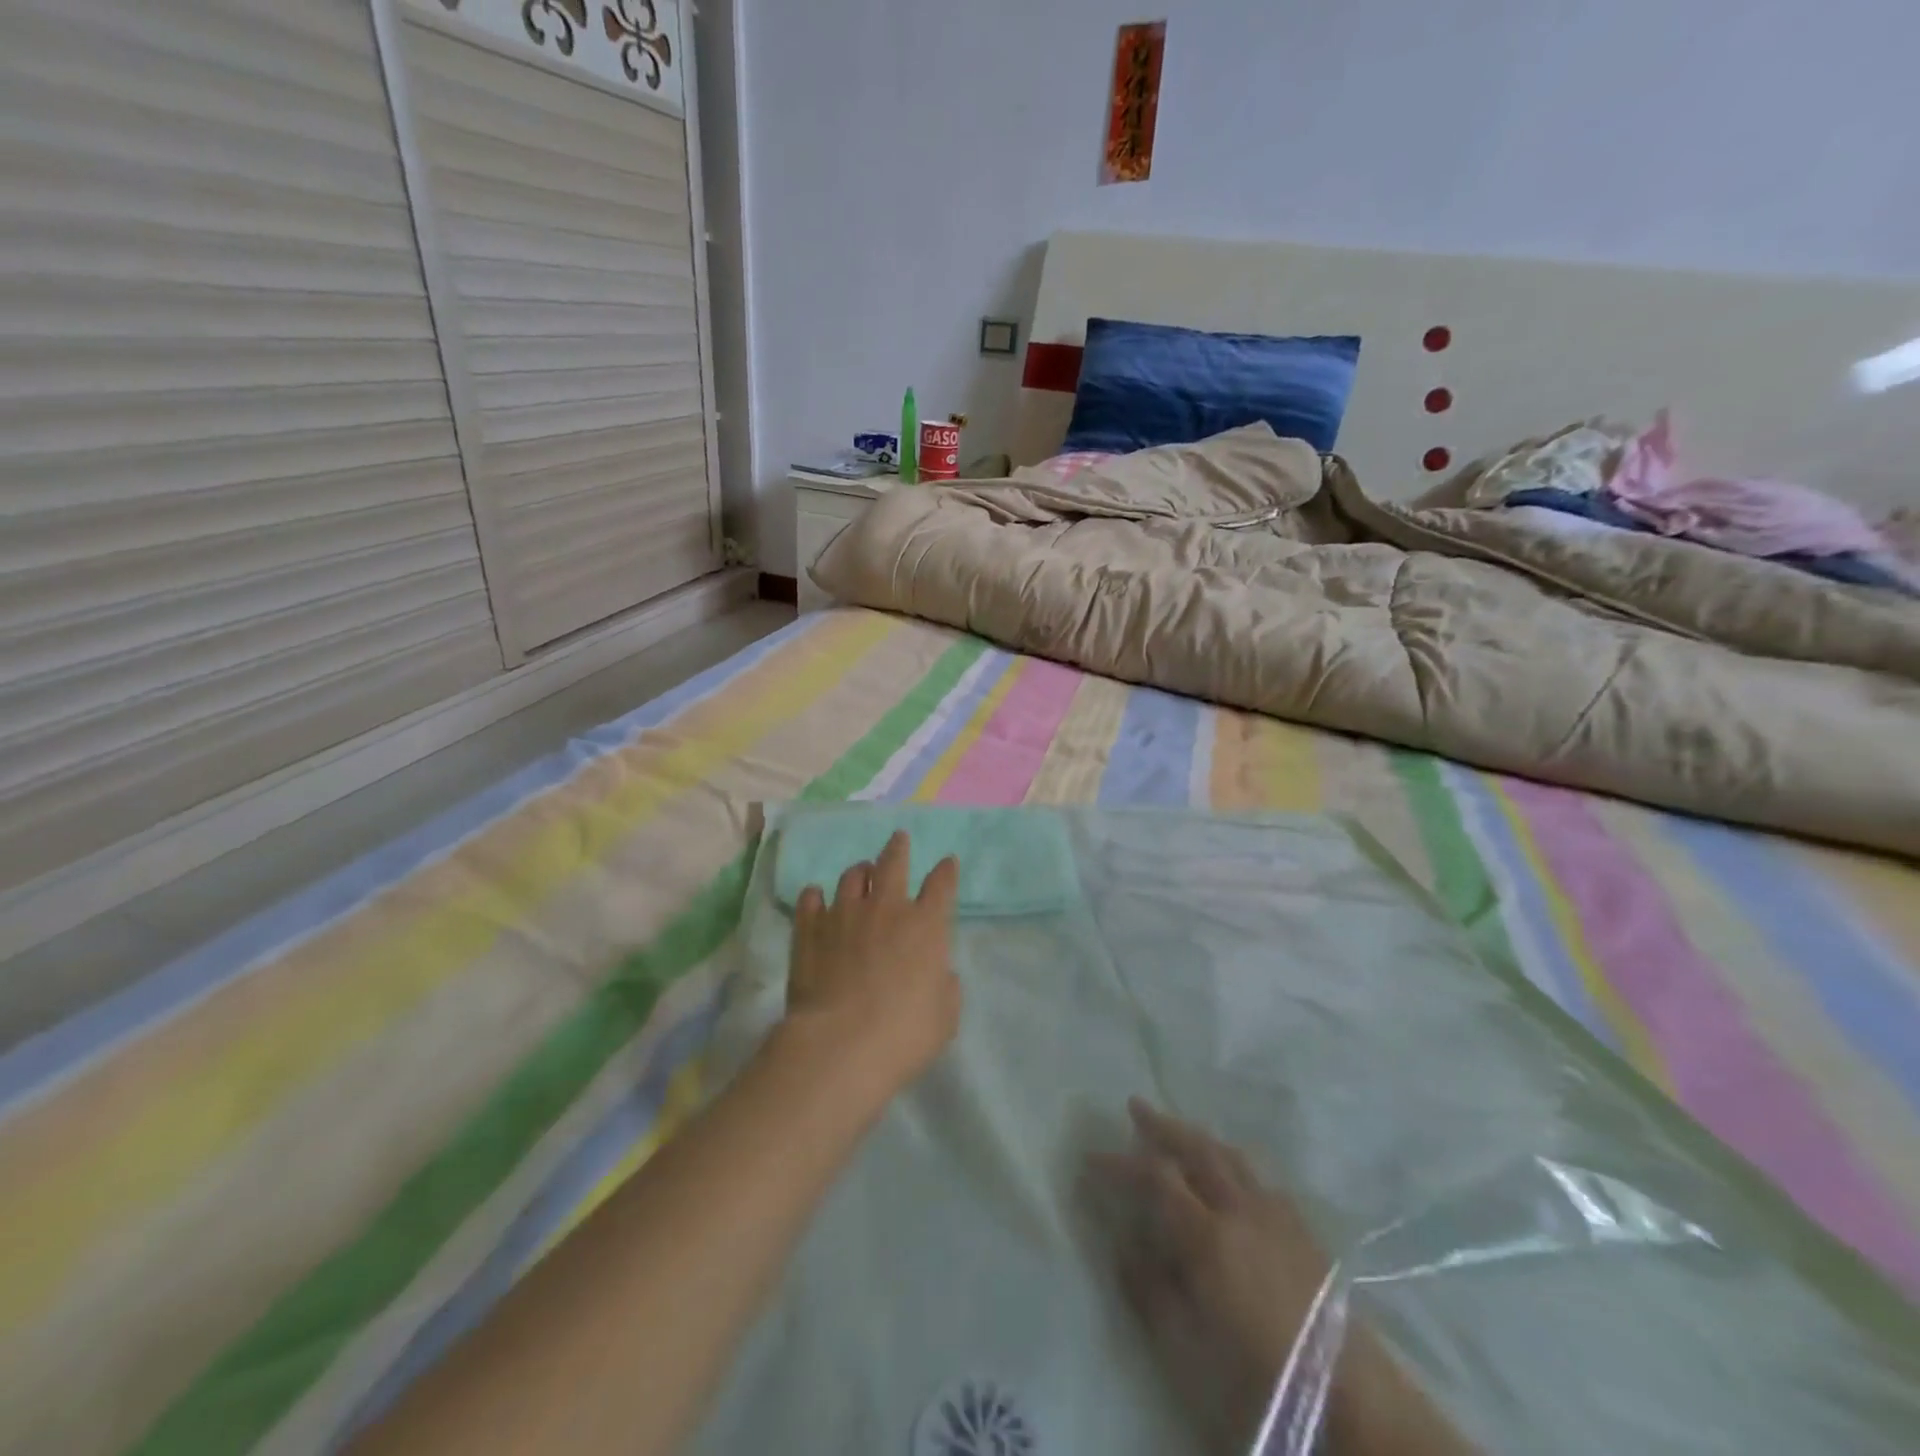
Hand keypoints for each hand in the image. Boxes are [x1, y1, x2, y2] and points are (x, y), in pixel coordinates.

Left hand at [783, 830, 961, 1109]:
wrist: (840, 1043)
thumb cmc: (904, 1032)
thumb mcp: (945, 1015)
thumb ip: (945, 985)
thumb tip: (938, 972)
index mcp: (926, 925)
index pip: (942, 885)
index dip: (946, 871)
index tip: (947, 862)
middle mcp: (886, 908)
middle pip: (893, 863)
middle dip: (898, 848)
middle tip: (899, 838)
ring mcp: (844, 914)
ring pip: (852, 876)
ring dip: (860, 872)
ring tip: (861, 873)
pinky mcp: (810, 929)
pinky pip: (811, 900)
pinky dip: (816, 897)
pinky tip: (816, 898)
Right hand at [1090, 1100, 1330, 1450]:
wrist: (1354, 1404)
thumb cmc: (1258, 1381)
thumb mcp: (1187, 1348)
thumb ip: (1151, 1290)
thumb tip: (1123, 1243)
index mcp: (1208, 1234)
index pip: (1154, 1178)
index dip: (1119, 1165)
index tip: (1090, 1159)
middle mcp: (1241, 1209)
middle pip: (1196, 1150)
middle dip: (1162, 1126)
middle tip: (1134, 1106)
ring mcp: (1276, 1215)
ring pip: (1230, 1156)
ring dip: (1198, 1137)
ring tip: (1178, 1129)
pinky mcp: (1303, 1231)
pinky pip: (1258, 1176)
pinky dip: (1232, 1161)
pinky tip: (1230, 1171)